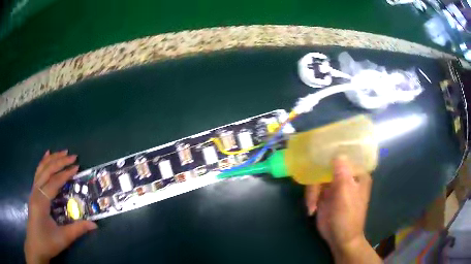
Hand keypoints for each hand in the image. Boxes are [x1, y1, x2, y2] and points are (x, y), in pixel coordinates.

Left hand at [25, 150, 96, 263]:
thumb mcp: (63, 239)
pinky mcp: (33, 193)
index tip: (77, 167)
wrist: (35, 246)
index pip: (54, 182)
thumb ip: (78, 229)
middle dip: (59, 161)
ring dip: (52, 159)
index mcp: (41, 202)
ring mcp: (33, 191)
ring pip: (41, 169)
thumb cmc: (47, 243)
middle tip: (73, 156)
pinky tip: (46, 155)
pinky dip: (43, 163)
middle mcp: (35, 192)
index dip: (65, 174)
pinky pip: (37, 173)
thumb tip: (95, 224)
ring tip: (62, 153)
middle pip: (47, 171)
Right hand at [305, 156, 380, 263]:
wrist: (339, 239)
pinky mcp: (324, 195)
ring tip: (312, 207)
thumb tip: (338, 154)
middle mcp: (346, 177)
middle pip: (327, 166)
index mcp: (357, 174)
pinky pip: (313, 189)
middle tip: (313, 194)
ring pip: (318, 178)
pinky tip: (311, 209)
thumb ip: (342, 172)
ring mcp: (335, 186)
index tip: (319, 154)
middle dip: (317, 179)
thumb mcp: (346, 193)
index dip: (333, 154)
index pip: (345, 156)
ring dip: (312, 192)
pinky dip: (310, 198)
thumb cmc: (347, 216)